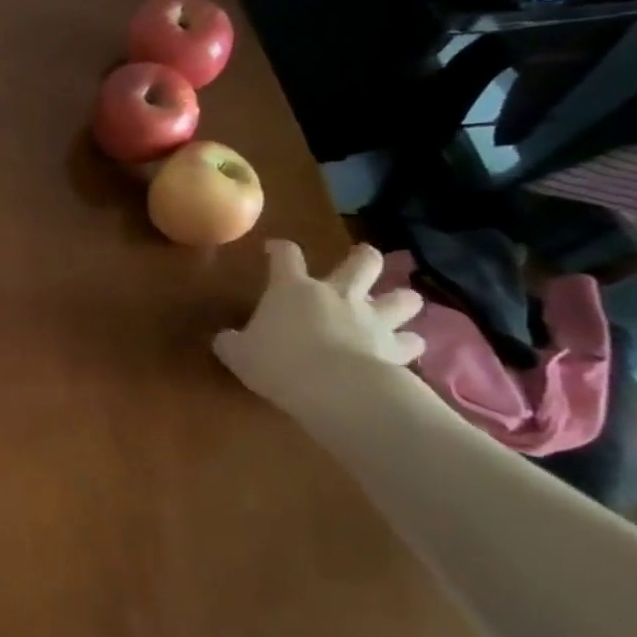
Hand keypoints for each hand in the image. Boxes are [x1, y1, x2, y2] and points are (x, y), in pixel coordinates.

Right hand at [212, 241, 423, 411]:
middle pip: (363, 263)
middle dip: (365, 258)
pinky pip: (412, 342)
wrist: (333, 388)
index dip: (280, 249)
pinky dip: (410, 344)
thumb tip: (224, 339)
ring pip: (402, 299)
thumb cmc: (278, 361)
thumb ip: (231, 342)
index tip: (274, 249)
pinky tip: (407, 349)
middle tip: (363, 259)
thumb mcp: (238, 354)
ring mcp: (372, 319)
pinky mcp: (396, 348)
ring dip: (401, 300)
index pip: (286, 255)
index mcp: (293, 289)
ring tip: (398, 307)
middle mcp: (337, 294)